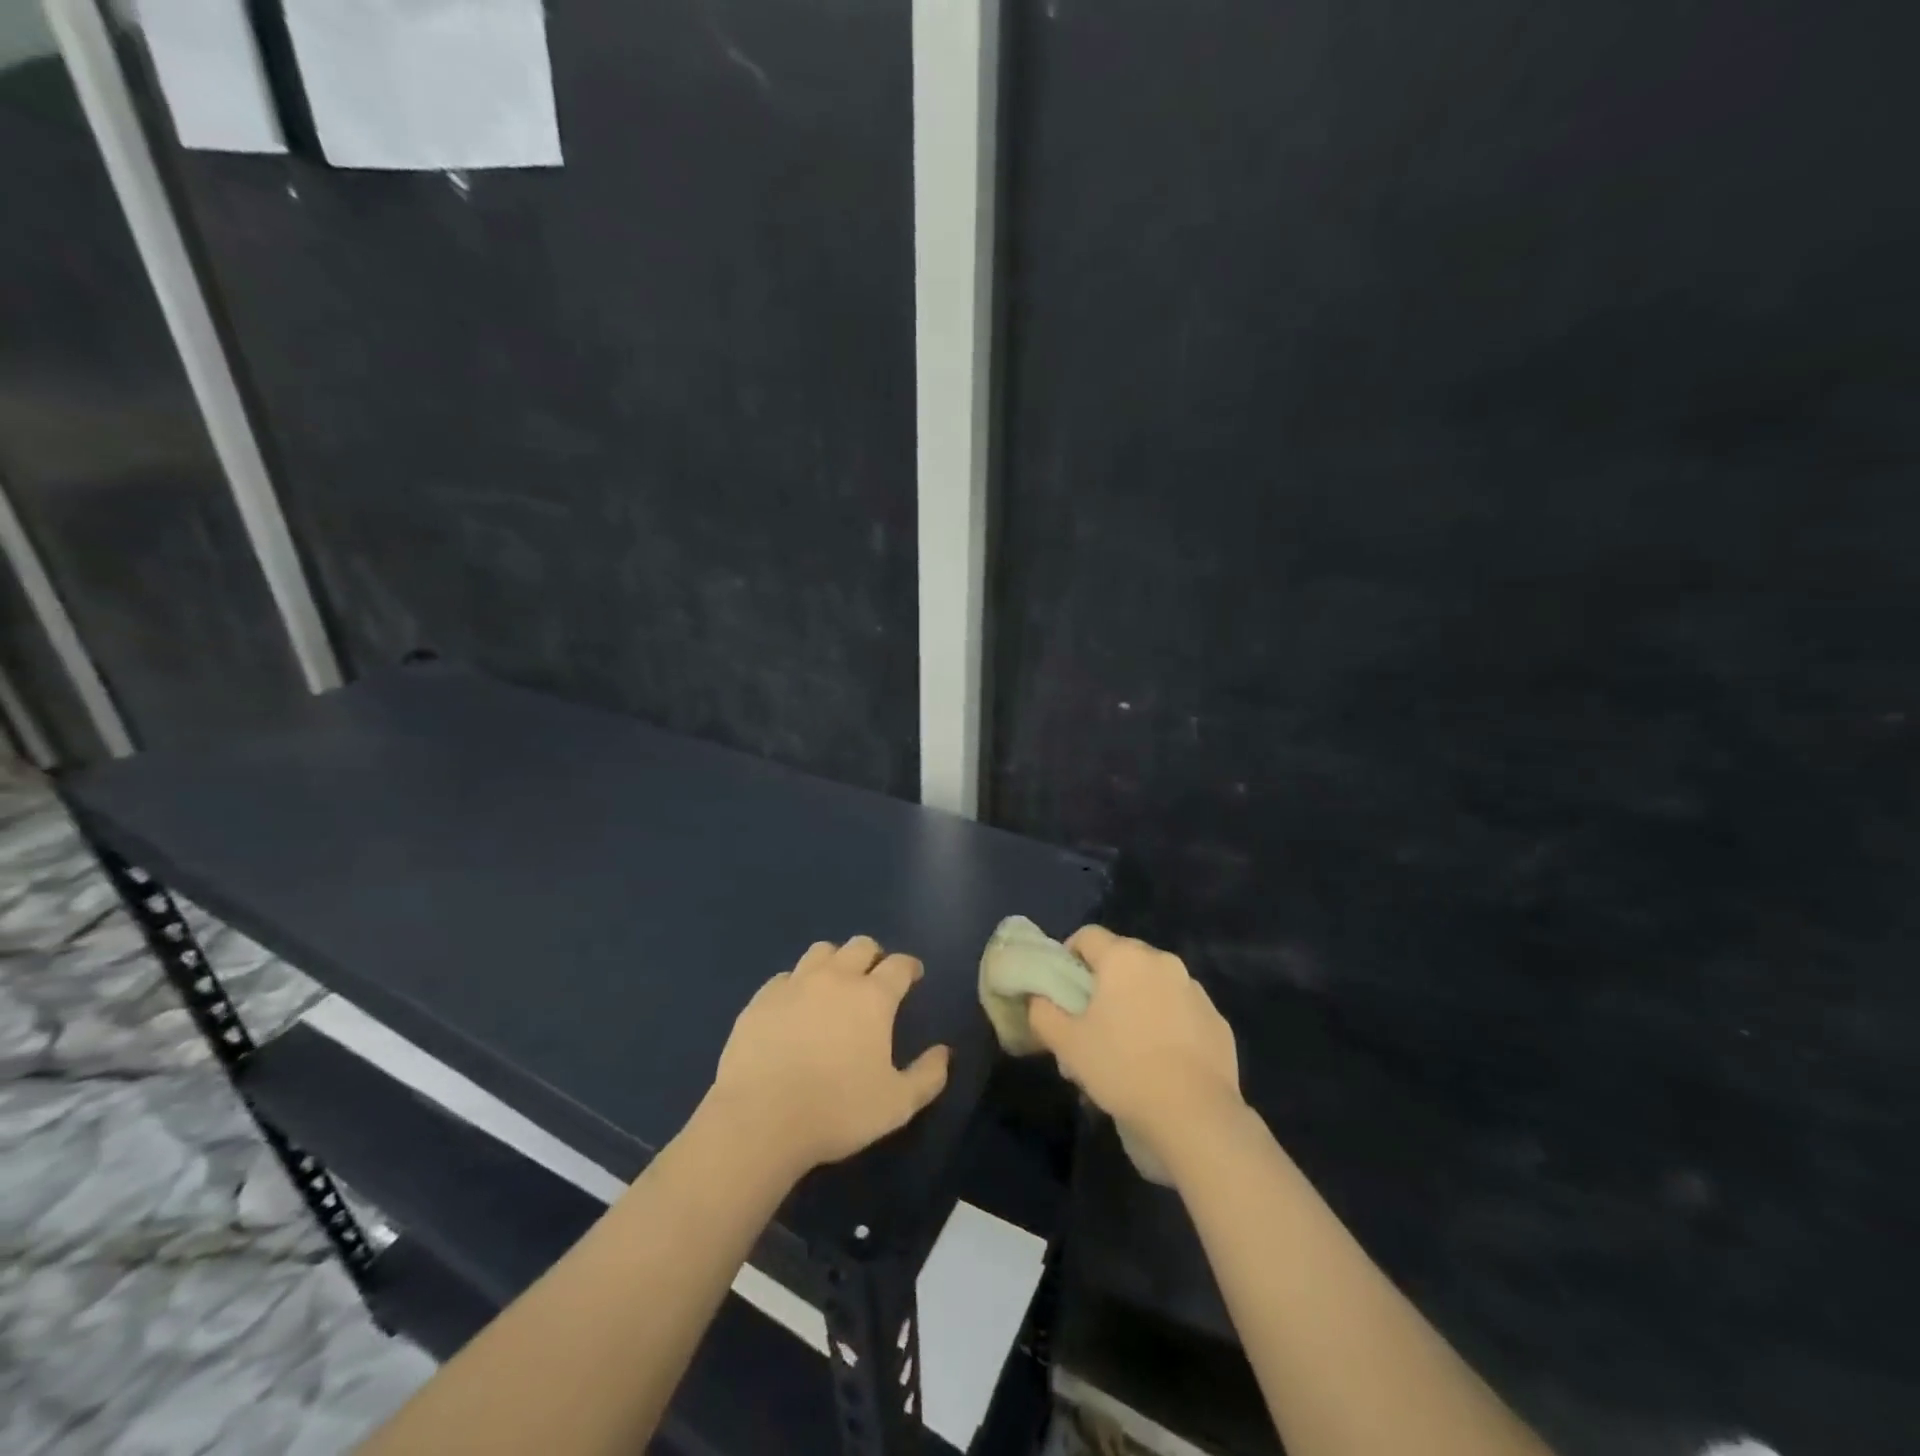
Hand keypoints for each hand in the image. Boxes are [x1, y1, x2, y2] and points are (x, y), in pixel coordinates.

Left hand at [710, 936, 949, 1174]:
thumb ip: (928, 1076)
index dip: (910, 967)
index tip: (913, 976)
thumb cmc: (837, 1111)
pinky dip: (797, 984)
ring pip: (821, 951)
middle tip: (875, 977)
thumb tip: (944, 1053)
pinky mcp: (761, 1000)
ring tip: (835, 984)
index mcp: (873, 997)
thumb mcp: (897, 1105)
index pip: (899, 964)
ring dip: (835, 961)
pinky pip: (785, 977)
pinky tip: (795, 1006)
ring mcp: (795, 984)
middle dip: (874, 956)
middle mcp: (836, 978)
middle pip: (860, 946)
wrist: (760, 1120)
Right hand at [1030, 926, 1242, 1161]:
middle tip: (1090, 1021)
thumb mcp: (1066, 1043)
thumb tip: (1039, 999)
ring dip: (1136, 1002)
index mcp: (1124, 958)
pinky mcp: (1216, 1020)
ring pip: (1153, 984)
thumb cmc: (1122, 1068)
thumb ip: (1043, 1012)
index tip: (1062, 990)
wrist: (1195, 1115)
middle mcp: (1162, 962)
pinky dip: (1166, 1024)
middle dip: (1103, 983)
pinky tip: (1159, 1061)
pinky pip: (1180, 1011)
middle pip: (1122, 959)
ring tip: (1125, 1047)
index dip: (1069, 957)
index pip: (1087, 935)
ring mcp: (1194, 990)